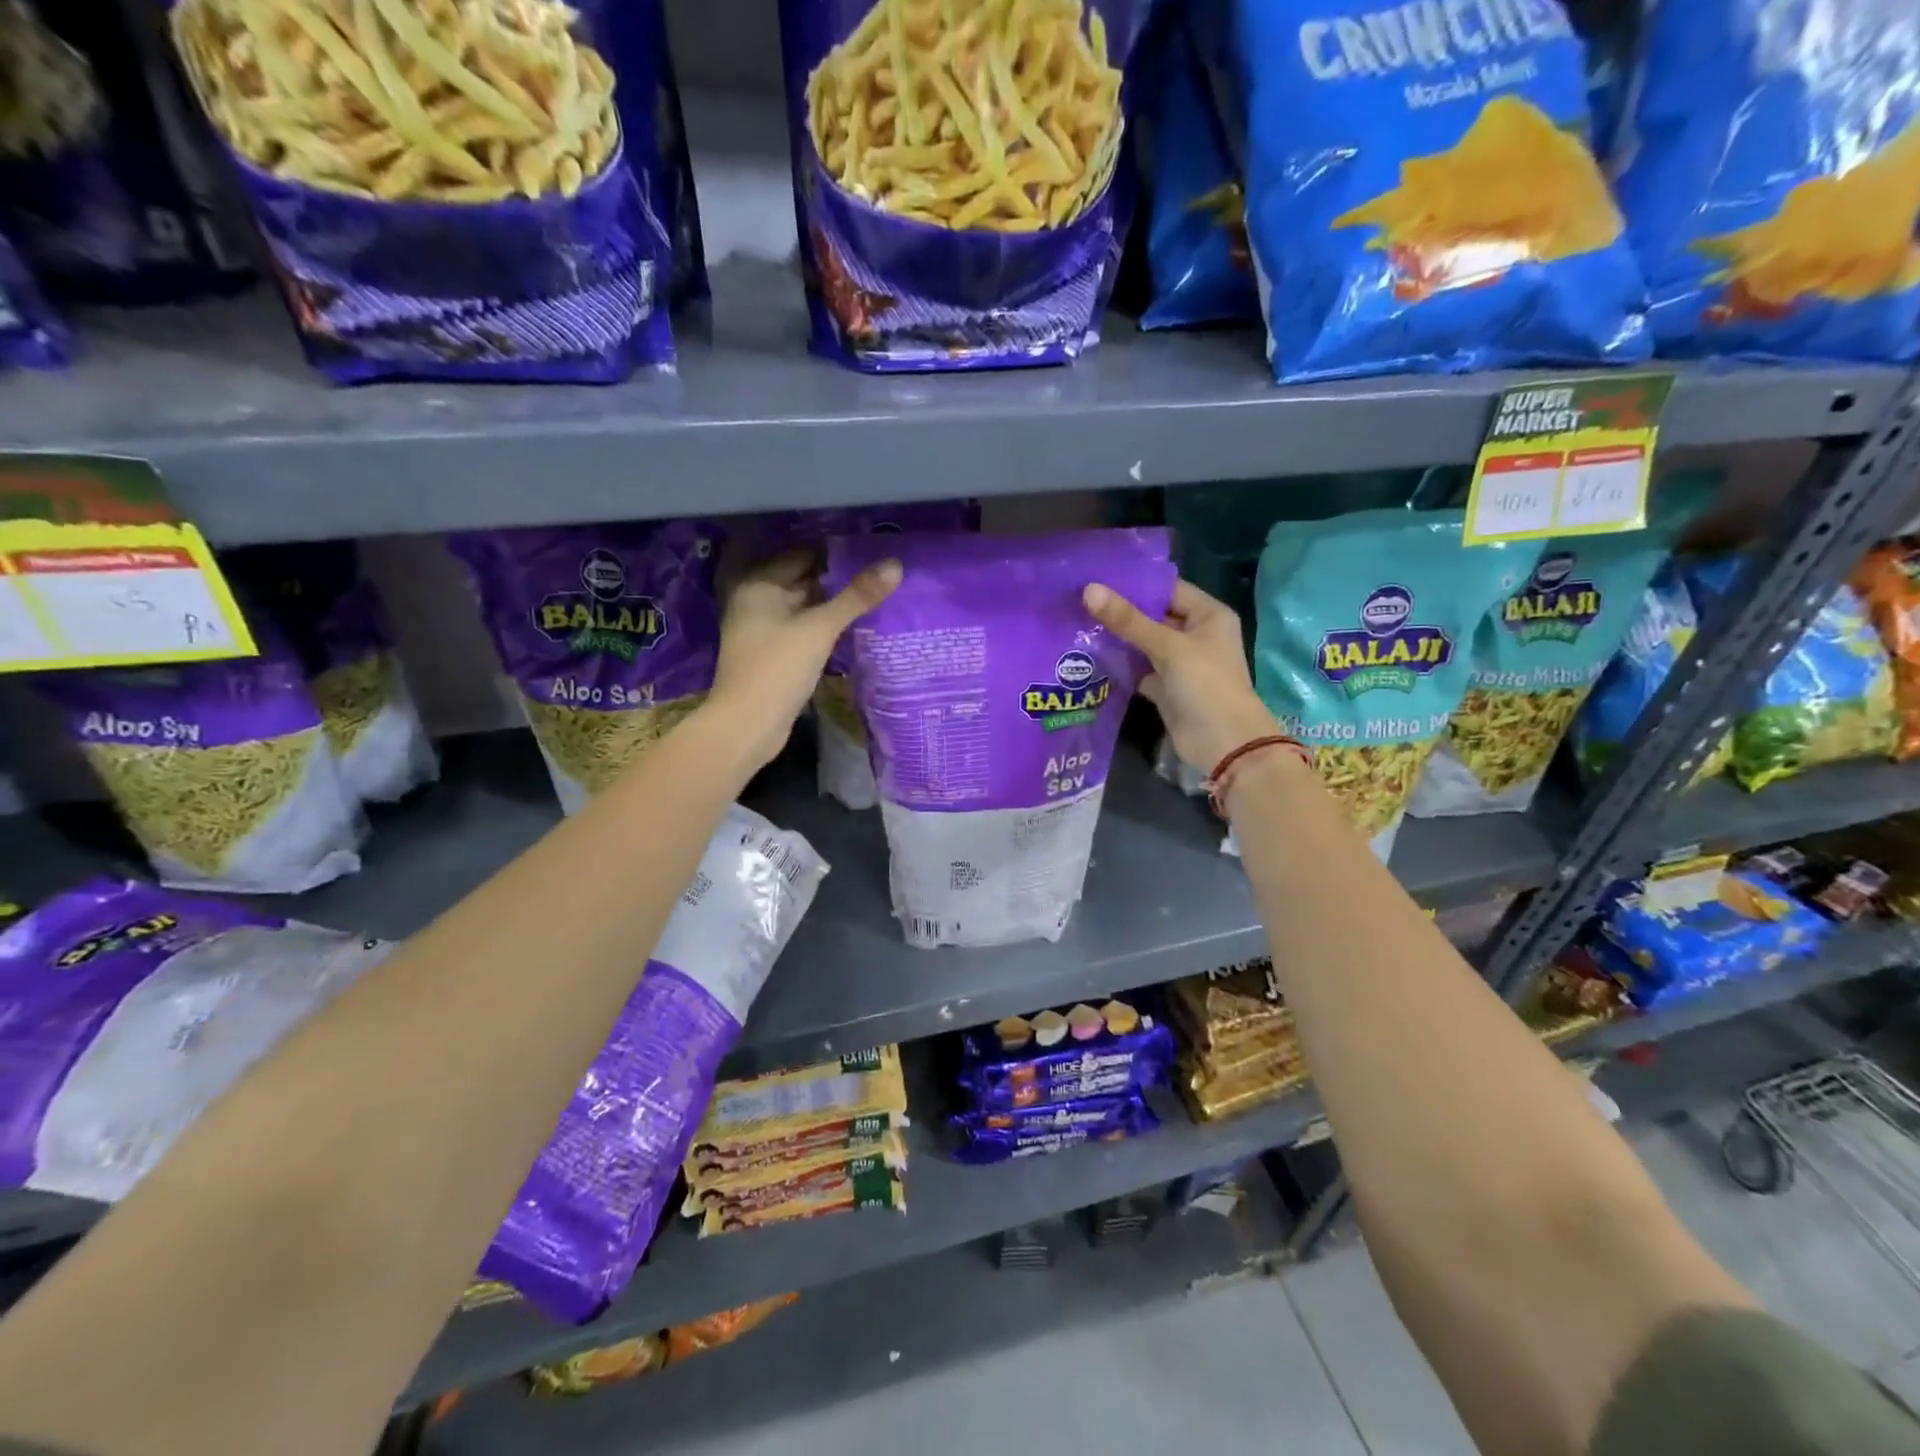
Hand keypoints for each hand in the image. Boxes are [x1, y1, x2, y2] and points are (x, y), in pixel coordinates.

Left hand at [705, 549, 901, 769]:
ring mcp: (762, 630)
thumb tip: (896, 564)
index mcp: (759, 585)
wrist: (747, 724)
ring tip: (874, 599)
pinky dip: (824, 629)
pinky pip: (803, 632)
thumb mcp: (821, 628)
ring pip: (805, 609)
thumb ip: (857, 596)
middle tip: (879, 576)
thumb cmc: (779, 667)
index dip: (835, 554)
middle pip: (803, 581)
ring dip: (833, 607)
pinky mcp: (773, 655)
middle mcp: (756, 601)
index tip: (871, 552)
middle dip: (838, 581)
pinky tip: (853, 630)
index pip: (802, 555)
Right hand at [1084, 578, 1280, 772]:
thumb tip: (1089, 590)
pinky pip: (1139, 669)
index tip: (1097, 577)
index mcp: (1208, 615)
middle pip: (1153, 616)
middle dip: (1120, 612)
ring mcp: (1180, 663)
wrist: (1223, 743)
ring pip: (1143, 644)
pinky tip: (1089, 656)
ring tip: (1078, 623)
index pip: (1167, 589)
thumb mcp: (1167, 647)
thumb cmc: (1205, 684)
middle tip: (1079, 600)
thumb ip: (1128, 620)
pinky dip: (1120, 666)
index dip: (1135, 583)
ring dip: (1117, 638)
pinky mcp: (1166, 688)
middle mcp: (1195, 635)